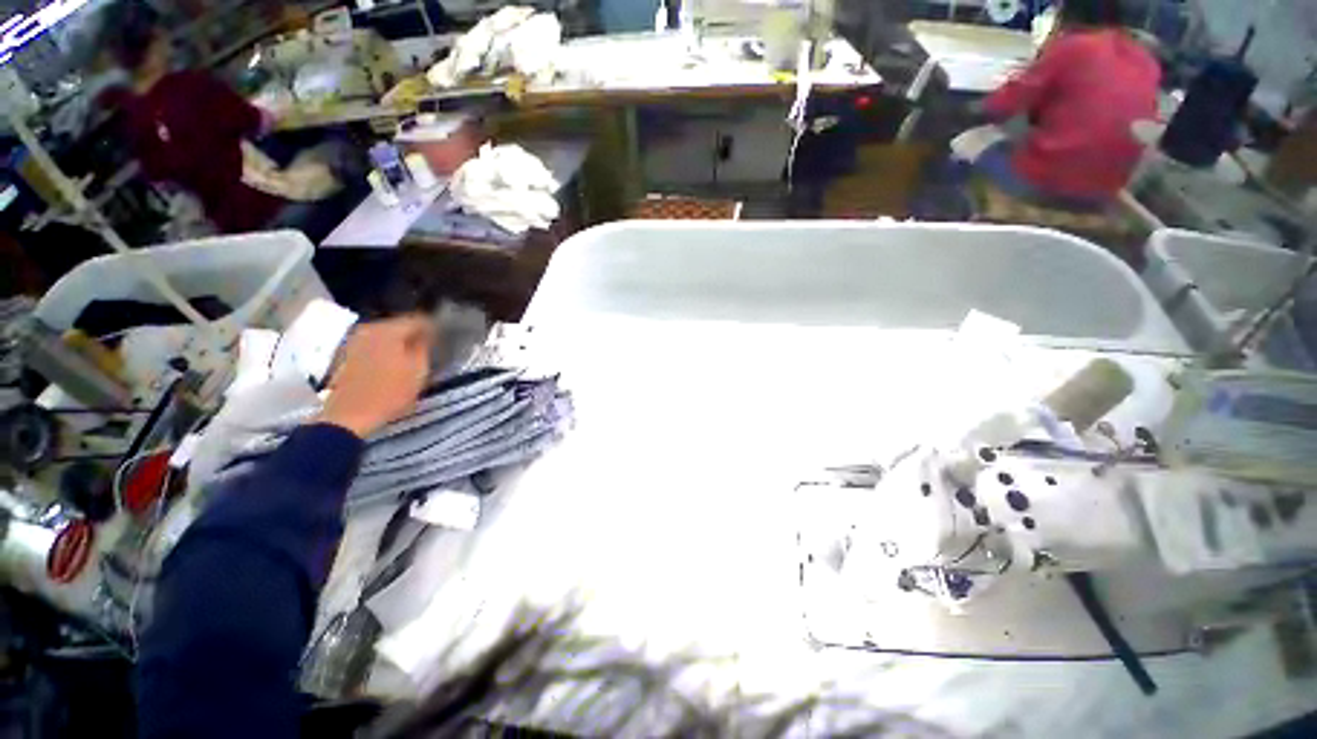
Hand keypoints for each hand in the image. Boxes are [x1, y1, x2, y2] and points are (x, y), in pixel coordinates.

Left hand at [316, 315, 435, 437]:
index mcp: (389, 330)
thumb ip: (425, 347)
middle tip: (431, 347)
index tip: (444, 337)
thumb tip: (428, 334)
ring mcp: (356, 341)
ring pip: (387, 335)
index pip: (419, 320)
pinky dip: (387, 350)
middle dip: (416, 334)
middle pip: (400, 325)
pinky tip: (395, 364)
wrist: (350, 415)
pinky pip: (375, 345)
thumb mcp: (419, 369)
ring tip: (414, 357)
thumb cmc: (390, 392)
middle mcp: (369, 329)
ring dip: (401, 343)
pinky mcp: (348, 355)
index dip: (434, 327)